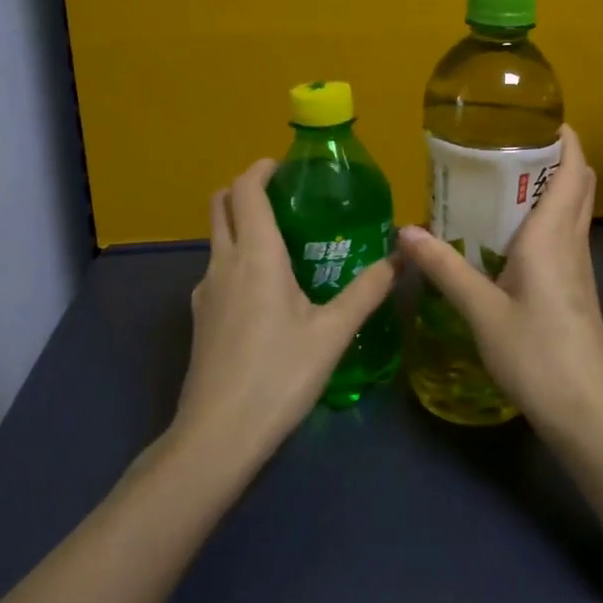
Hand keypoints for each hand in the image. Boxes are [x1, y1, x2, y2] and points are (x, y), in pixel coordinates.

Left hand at [176, 159, 398, 466]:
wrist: (218, 435)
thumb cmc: (280, 374)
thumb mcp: (333, 332)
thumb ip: (368, 290)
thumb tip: (401, 258)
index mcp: (255, 254)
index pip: (245, 190)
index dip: (261, 169)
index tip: (286, 166)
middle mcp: (223, 263)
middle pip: (221, 205)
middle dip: (245, 189)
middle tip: (284, 196)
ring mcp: (204, 291)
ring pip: (217, 238)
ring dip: (241, 224)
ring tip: (283, 241)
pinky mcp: (200, 318)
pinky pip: (217, 270)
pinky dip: (237, 258)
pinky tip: (267, 289)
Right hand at [397, 125, 602, 438]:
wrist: (586, 410)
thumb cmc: (536, 353)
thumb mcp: (481, 311)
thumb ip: (445, 268)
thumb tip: (405, 231)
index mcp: (552, 235)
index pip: (572, 168)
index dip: (563, 137)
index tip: (537, 117)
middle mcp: (572, 241)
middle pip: (577, 183)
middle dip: (554, 156)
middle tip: (509, 145)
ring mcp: (579, 266)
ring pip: (572, 209)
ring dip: (550, 186)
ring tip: (503, 181)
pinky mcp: (576, 288)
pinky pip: (565, 236)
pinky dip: (546, 218)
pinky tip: (511, 236)